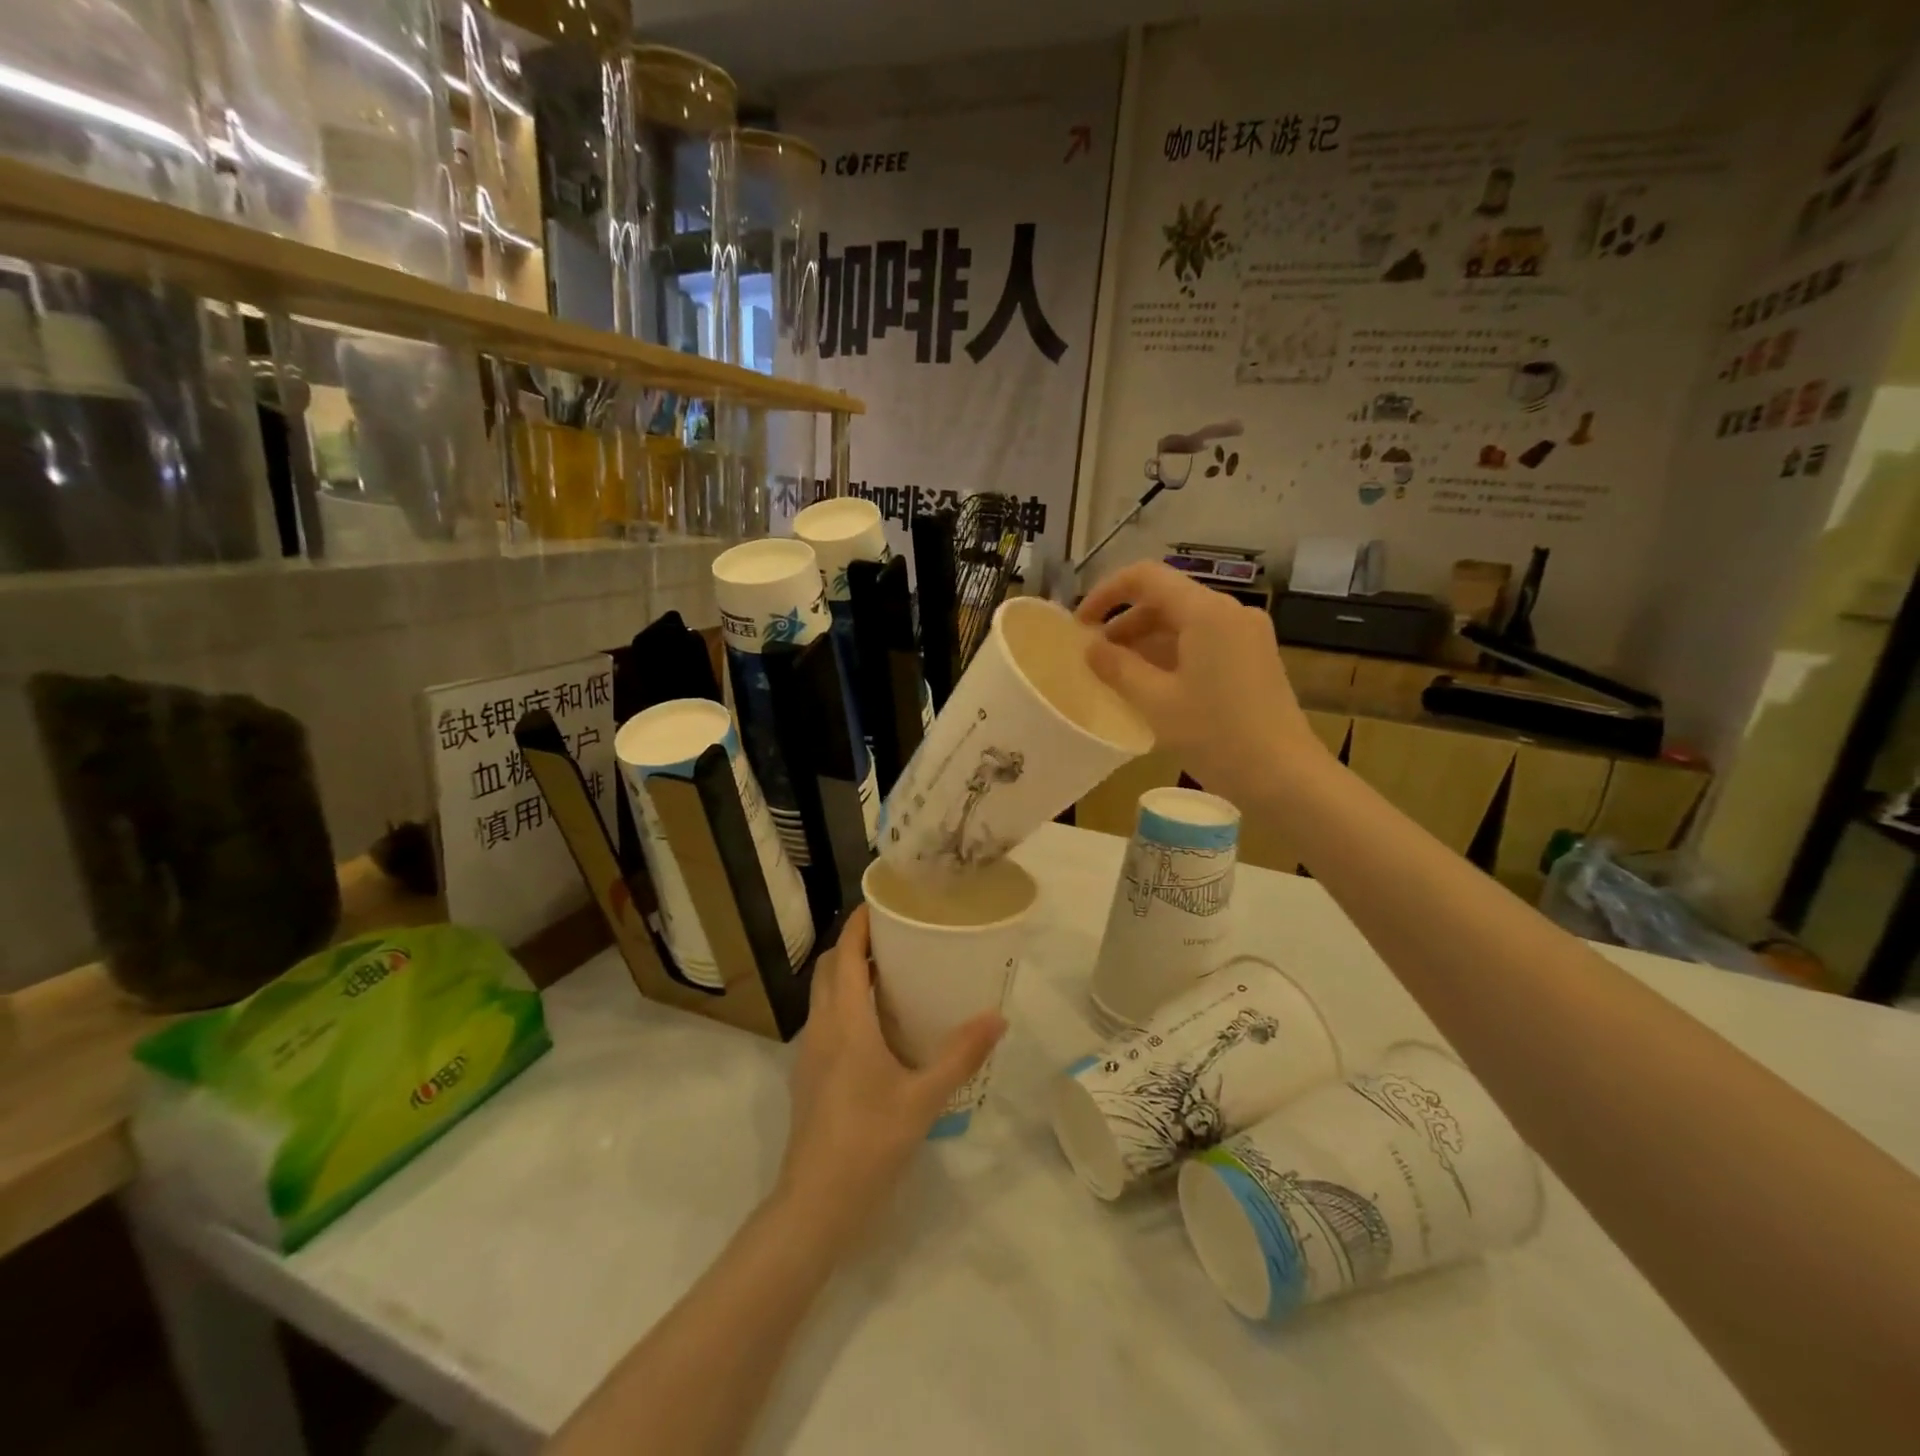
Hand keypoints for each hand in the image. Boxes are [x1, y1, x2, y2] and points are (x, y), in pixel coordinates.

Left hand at [777, 906, 1005, 1250]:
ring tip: (889, 973)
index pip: (845, 956)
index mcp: (845, 1023)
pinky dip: (844, 1003)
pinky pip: (824, 1020)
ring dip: (847, 974)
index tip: (882, 903)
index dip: (858, 925)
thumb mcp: (923, 1099)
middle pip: (829, 969)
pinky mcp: (809, 1076)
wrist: (814, 1205)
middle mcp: (821, 1028)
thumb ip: (960, 1056)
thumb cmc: (868, 1143)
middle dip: (854, 945)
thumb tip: (997, 1017)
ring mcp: (809, 1053)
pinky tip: (875, 1026)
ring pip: (823, 995)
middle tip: (894, 936)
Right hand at [1077, 561, 1325, 805]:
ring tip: (1117, 674)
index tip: (1080, 623)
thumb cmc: (1216, 736)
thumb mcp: (1156, 702)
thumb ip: (1117, 668)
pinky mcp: (1254, 658)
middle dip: (1124, 622)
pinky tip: (1153, 686)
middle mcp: (1230, 612)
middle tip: (1094, 656)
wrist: (1285, 777)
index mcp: (1206, 612)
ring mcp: (1247, 635)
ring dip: (1146, 640)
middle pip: (1166, 598)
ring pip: (1185, 621)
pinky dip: (1171, 653)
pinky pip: (1203, 641)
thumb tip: (1090, 647)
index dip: (1106, 593)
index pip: (1146, 577)